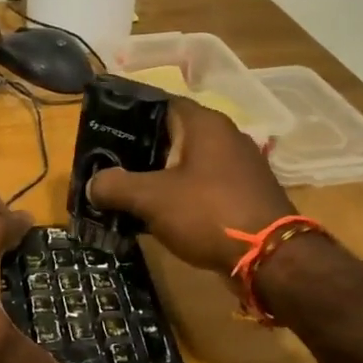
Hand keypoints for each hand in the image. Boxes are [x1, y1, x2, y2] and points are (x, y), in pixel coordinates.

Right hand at [85, 97, 292, 275]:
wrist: (270, 259)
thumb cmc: (208, 213)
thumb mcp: (151, 198)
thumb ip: (115, 186)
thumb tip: (92, 184)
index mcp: (204, 123)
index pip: (159, 103)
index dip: (129, 114)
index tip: (103, 130)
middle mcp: (225, 137)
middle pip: (171, 134)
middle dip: (138, 150)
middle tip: (106, 165)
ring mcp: (238, 167)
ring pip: (186, 163)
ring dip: (158, 176)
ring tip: (125, 192)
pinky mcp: (243, 195)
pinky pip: (201, 187)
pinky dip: (178, 195)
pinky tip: (157, 214)